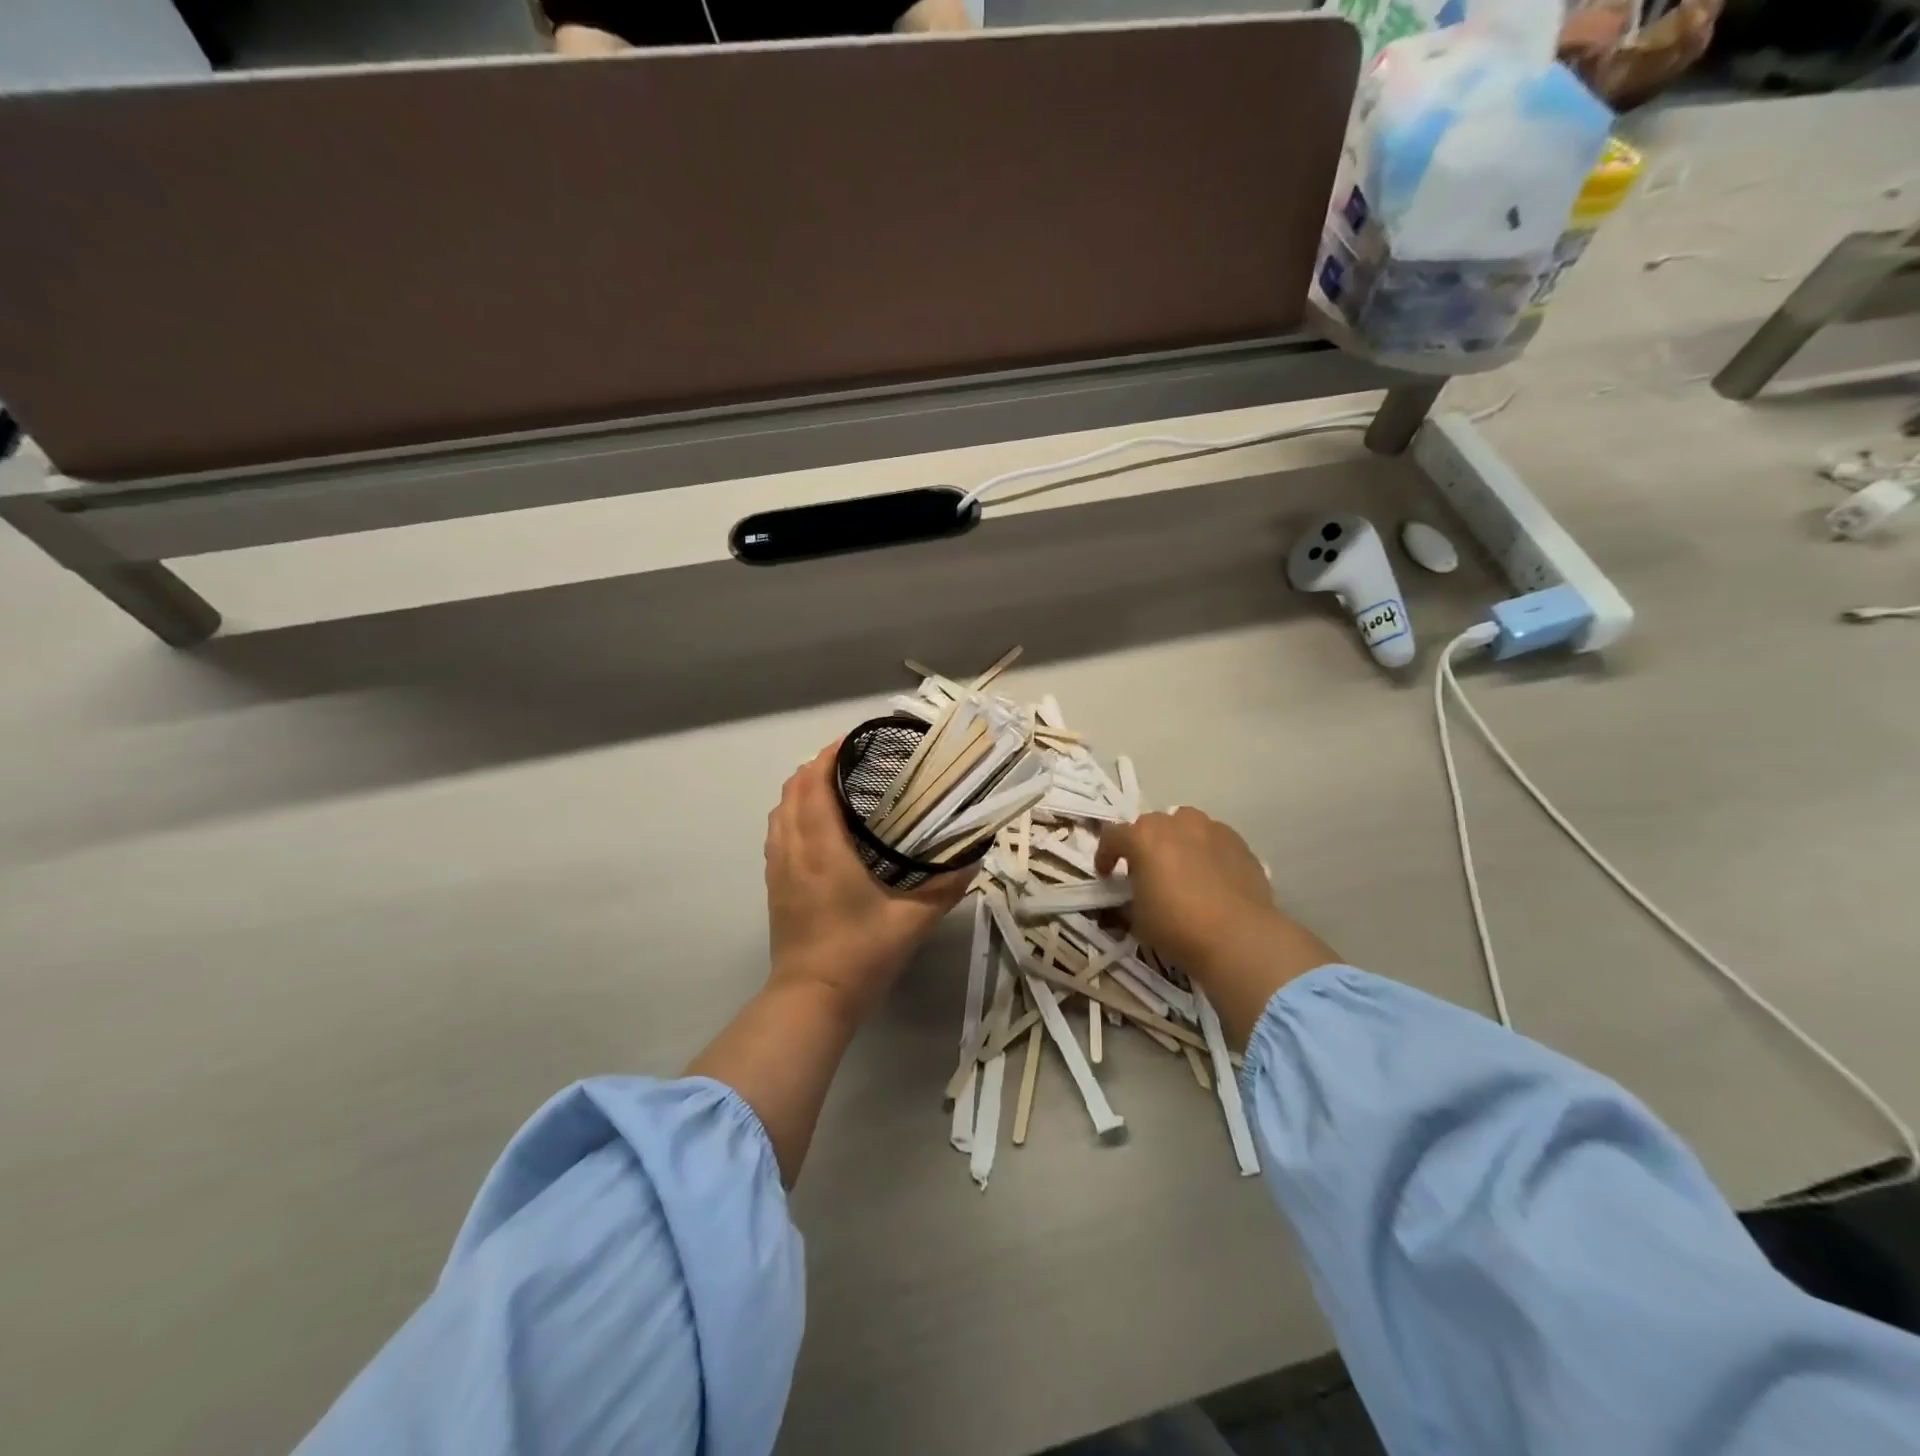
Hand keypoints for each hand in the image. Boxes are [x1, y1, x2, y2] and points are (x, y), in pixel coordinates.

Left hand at [764, 742, 970, 1022]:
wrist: (811, 999)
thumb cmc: (860, 954)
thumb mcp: (912, 921)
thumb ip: (945, 887)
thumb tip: (973, 858)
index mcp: (823, 848)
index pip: (814, 784)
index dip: (828, 756)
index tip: (853, 742)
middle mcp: (794, 849)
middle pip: (792, 791)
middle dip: (816, 768)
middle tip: (852, 763)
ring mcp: (779, 868)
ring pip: (779, 811)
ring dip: (801, 790)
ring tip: (834, 787)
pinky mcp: (774, 886)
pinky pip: (777, 833)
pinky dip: (792, 814)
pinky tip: (816, 826)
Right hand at [1097, 808, 1337, 1044]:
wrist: (1239, 937)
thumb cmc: (1177, 926)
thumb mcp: (1137, 918)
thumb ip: (1130, 897)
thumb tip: (1131, 897)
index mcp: (1143, 837)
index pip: (1113, 836)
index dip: (1105, 855)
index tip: (1106, 875)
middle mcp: (1176, 823)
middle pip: (1150, 826)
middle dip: (1144, 845)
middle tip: (1146, 872)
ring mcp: (1211, 829)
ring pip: (1185, 826)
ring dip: (1177, 842)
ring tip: (1181, 869)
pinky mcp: (1239, 843)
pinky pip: (1214, 840)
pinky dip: (1206, 852)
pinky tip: (1212, 878)